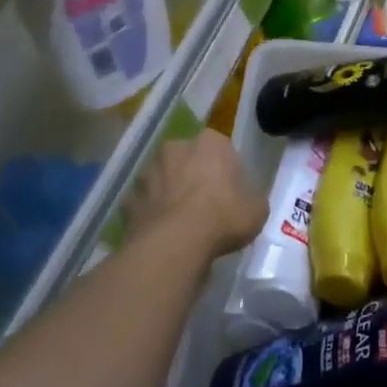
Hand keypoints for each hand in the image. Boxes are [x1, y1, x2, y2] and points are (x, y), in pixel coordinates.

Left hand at [126, 130, 266, 260]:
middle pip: (188, 159)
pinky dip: (152, 213)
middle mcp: (176, 147)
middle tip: (206, 205)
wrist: (175, 243)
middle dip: (194, 175)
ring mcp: (148, 171)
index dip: (225, 170)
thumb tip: (246, 202)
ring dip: (170, 192)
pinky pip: (145, 202)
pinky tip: (163, 233)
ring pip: (163, 178)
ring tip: (182, 222)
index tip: (230, 191)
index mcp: (210, 142)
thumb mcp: (257, 210)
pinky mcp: (129, 197)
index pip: (221, 149)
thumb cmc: (223, 217)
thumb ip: (252, 199)